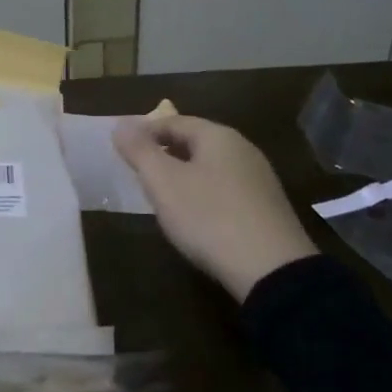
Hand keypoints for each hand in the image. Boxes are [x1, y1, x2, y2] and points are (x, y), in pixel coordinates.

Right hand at [113, 115, 316, 302]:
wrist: (271, 269)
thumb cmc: (208, 217)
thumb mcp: (163, 182)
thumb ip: (139, 151)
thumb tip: (121, 124)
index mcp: (218, 137)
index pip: (173, 121)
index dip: (144, 131)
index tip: (122, 149)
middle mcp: (243, 150)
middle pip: (195, 142)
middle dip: (164, 152)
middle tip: (137, 171)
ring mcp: (259, 180)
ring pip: (210, 167)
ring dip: (183, 174)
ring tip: (160, 194)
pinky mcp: (266, 209)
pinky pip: (225, 190)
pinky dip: (202, 194)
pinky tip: (193, 216)